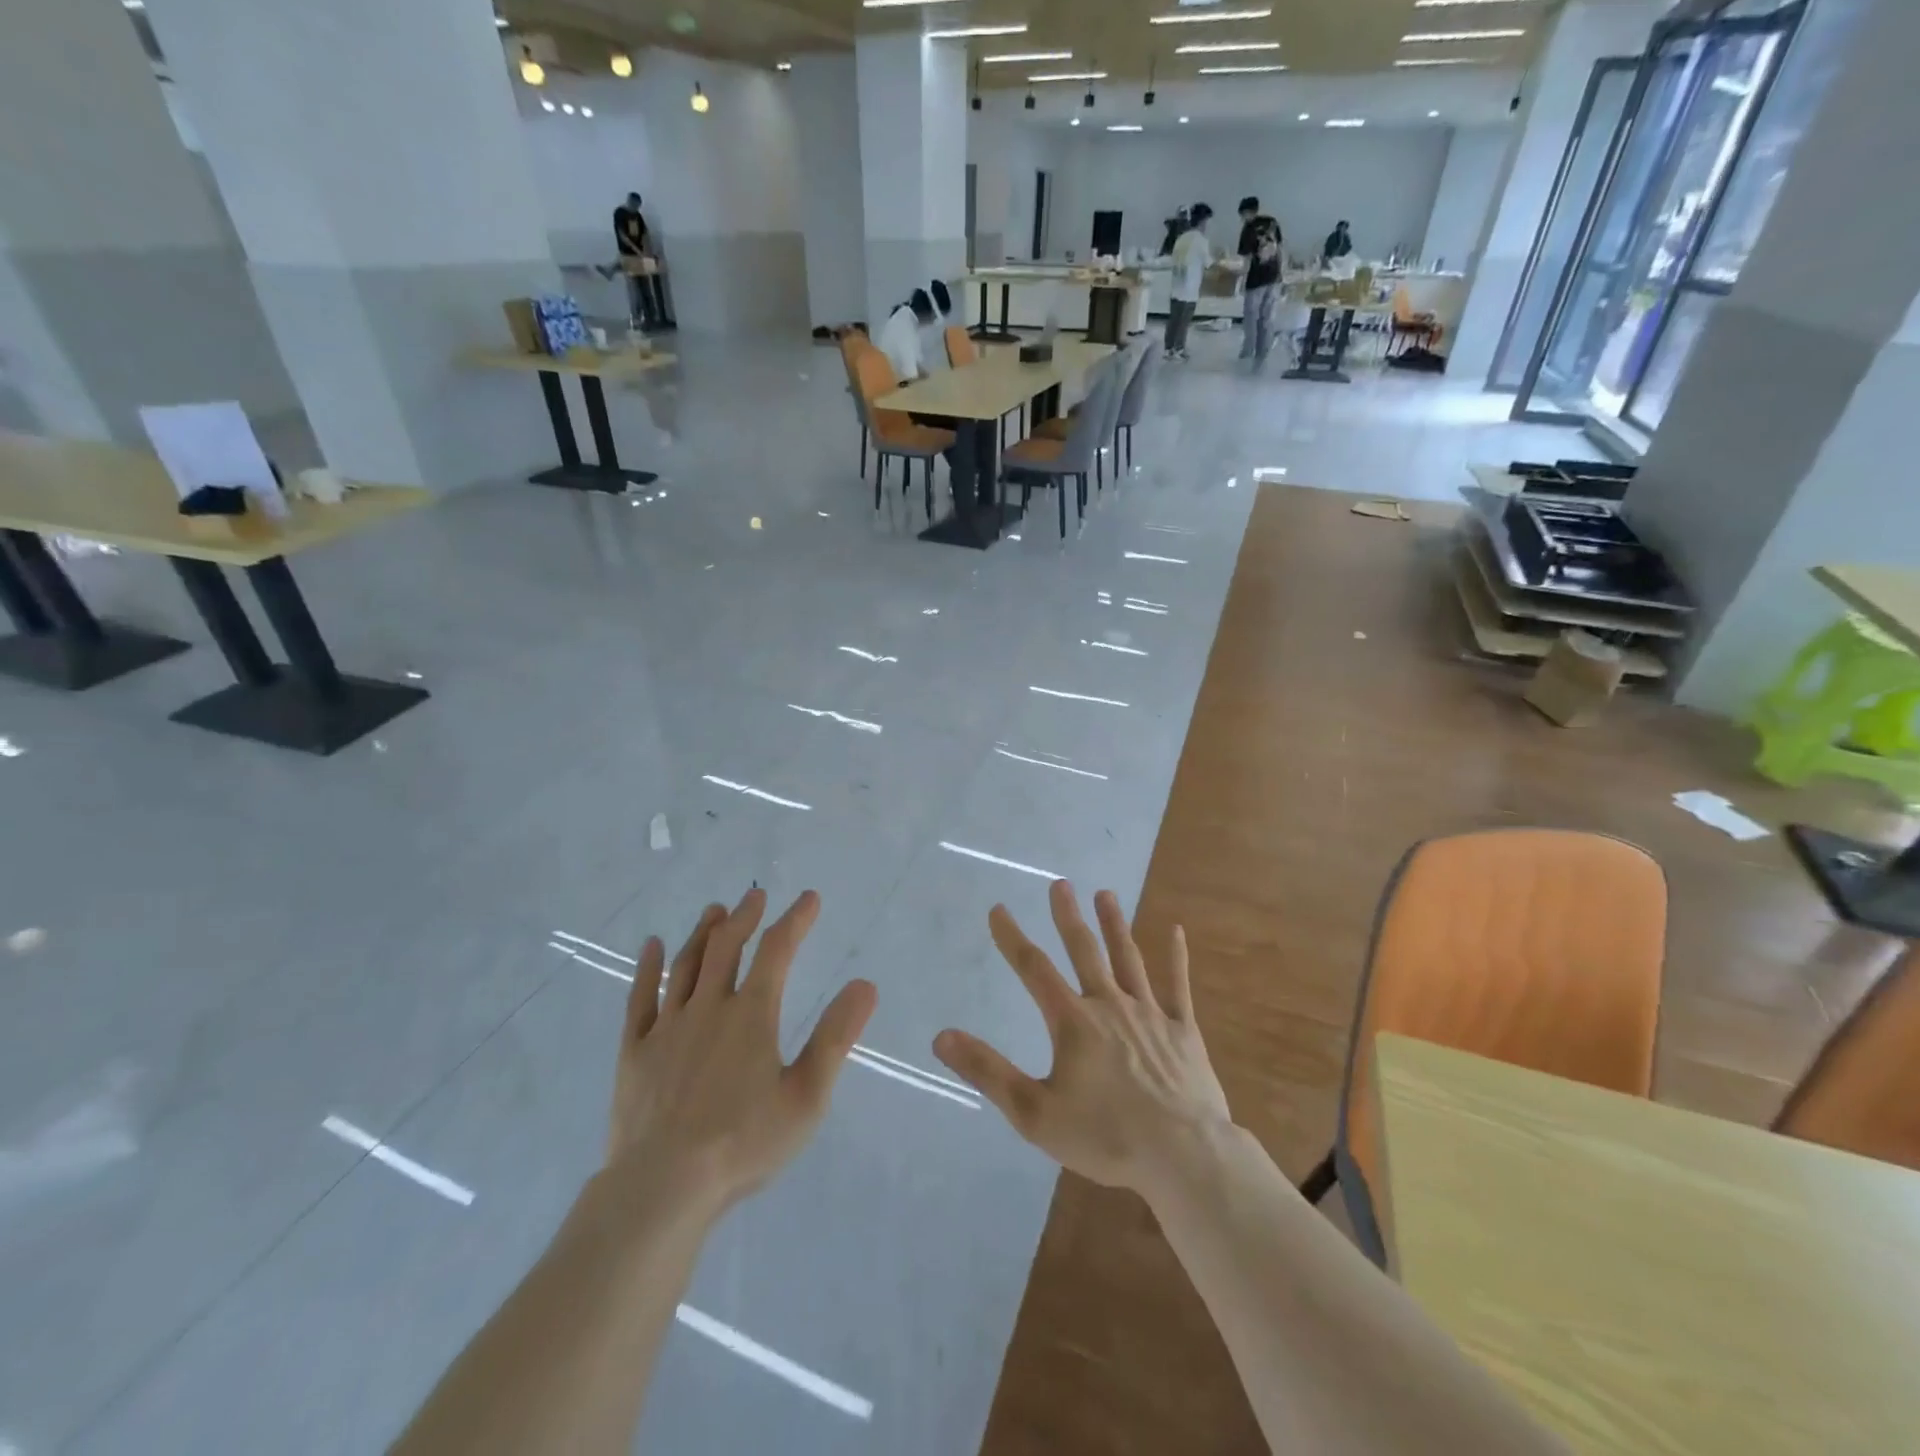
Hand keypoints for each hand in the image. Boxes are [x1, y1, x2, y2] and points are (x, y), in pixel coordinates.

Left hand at [608, 889, 876, 1216]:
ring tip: (715, 910)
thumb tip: (865, 985)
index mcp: (752, 1015)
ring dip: (703, 933)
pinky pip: (639, 998)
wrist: (662, 1187)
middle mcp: (709, 1007)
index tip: (809, 898)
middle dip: (745, 917)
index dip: (796, 920)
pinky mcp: (634, 1051)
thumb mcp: (806, 1096)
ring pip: (686, 965)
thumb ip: (836, 1037)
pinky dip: (647, 968)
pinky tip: (652, 946)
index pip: (778, 951)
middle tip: (755, 896)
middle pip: (727, 947)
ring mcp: (667, 1027)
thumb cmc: (743, 1143)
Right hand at [933, 881, 1229, 1193]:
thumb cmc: (1105, 1137)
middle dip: (1068, 917)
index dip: (1012, 938)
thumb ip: (988, 1071)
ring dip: (1115, 925)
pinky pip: (1178, 986)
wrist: (1184, 1155)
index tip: (999, 908)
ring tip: (1106, 894)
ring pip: (1128, 959)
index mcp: (1073, 1022)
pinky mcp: (1182, 1030)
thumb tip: (942, 1036)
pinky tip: (1177, 931)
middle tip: (1060, 884)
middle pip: (1084, 951)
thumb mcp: (1034, 1114)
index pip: (1033, 969)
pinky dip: (1177, 957)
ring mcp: (1149, 1014)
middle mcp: (1109, 1005)